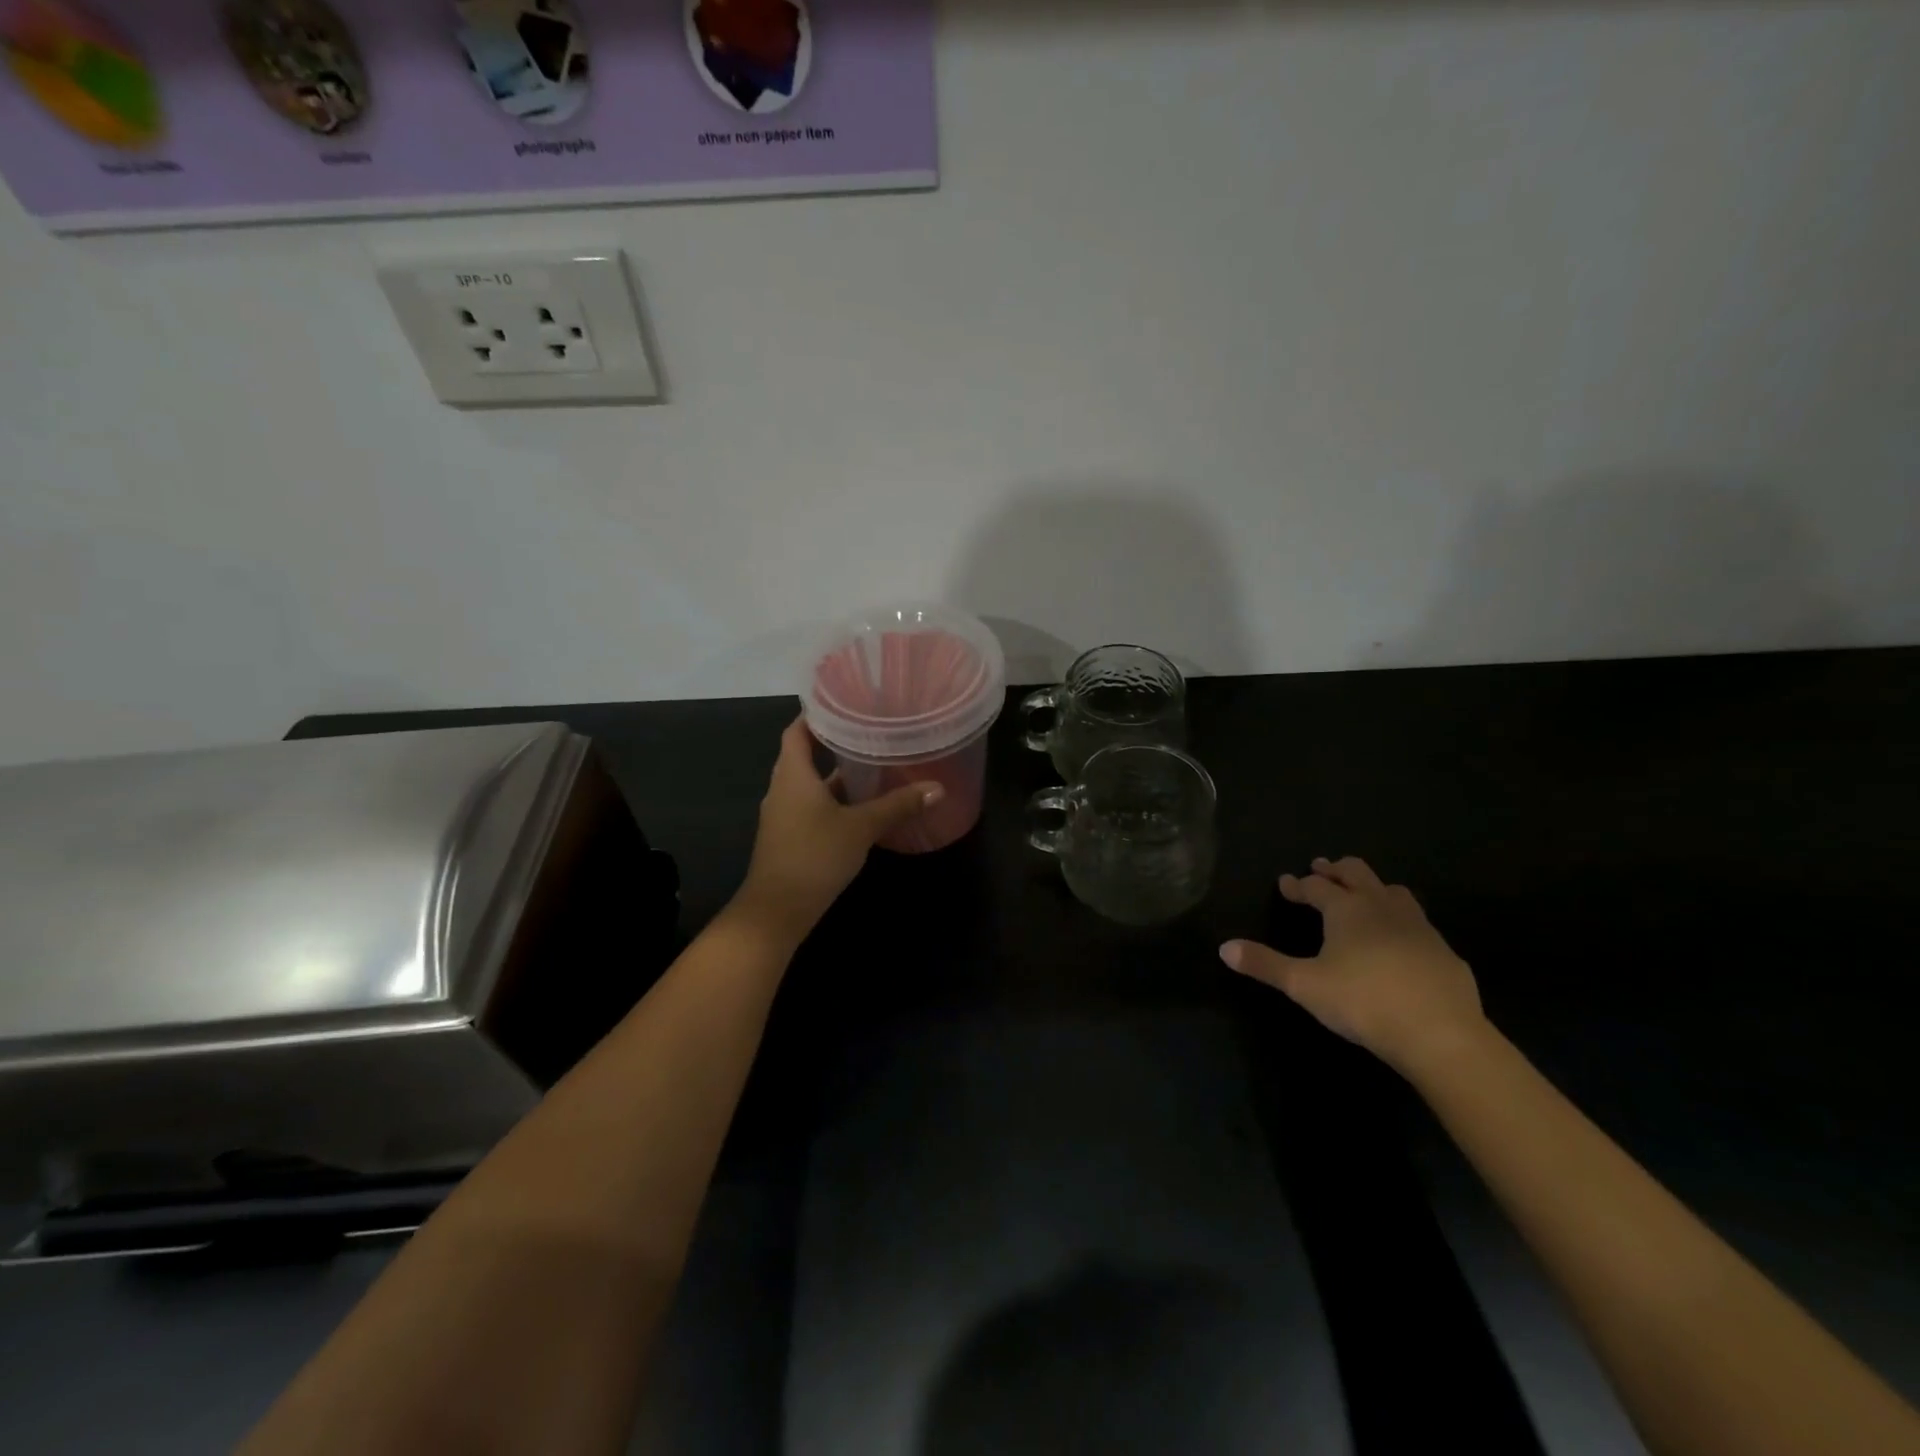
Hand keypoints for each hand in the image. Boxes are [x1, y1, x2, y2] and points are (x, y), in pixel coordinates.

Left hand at [732, 718, 943, 943]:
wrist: (777, 910)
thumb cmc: (814, 855)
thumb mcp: (861, 827)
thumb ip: (898, 805)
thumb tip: (937, 788)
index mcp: (793, 774)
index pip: (797, 730)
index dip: (817, 715)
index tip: (845, 703)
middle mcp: (783, 788)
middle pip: (805, 755)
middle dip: (834, 742)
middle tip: (870, 730)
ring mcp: (784, 814)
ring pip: (811, 784)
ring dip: (836, 774)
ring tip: (873, 762)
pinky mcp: (790, 836)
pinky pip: (812, 806)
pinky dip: (834, 799)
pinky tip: (862, 804)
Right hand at [1220, 856, 1485, 1073]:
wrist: (1440, 1035)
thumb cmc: (1363, 1002)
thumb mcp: (1303, 985)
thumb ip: (1264, 964)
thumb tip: (1224, 948)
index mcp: (1347, 910)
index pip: (1316, 887)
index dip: (1298, 884)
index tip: (1285, 882)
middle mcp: (1382, 907)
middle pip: (1358, 873)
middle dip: (1336, 869)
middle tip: (1322, 868)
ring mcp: (1418, 927)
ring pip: (1393, 891)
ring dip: (1373, 887)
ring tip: (1362, 895)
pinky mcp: (1444, 951)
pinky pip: (1418, 923)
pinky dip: (1400, 919)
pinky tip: (1399, 941)